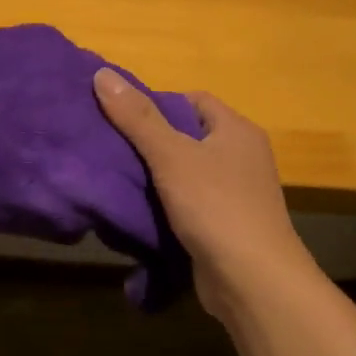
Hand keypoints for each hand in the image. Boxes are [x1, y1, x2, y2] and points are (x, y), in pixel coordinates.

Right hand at [92, 69, 313, 314]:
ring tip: (116, 178)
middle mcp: (241, 157)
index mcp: (236, 131)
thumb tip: (103, 74)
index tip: (121, 118)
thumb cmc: (215, 207)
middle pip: (187, 137)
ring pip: (186, 174)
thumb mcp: (171, 156)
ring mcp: (236, 194)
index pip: (193, 101)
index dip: (156, 104)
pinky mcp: (225, 226)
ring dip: (155, 178)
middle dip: (150, 142)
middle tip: (110, 148)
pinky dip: (165, 207)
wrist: (252, 280)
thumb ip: (137, 117)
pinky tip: (138, 213)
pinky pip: (189, 205)